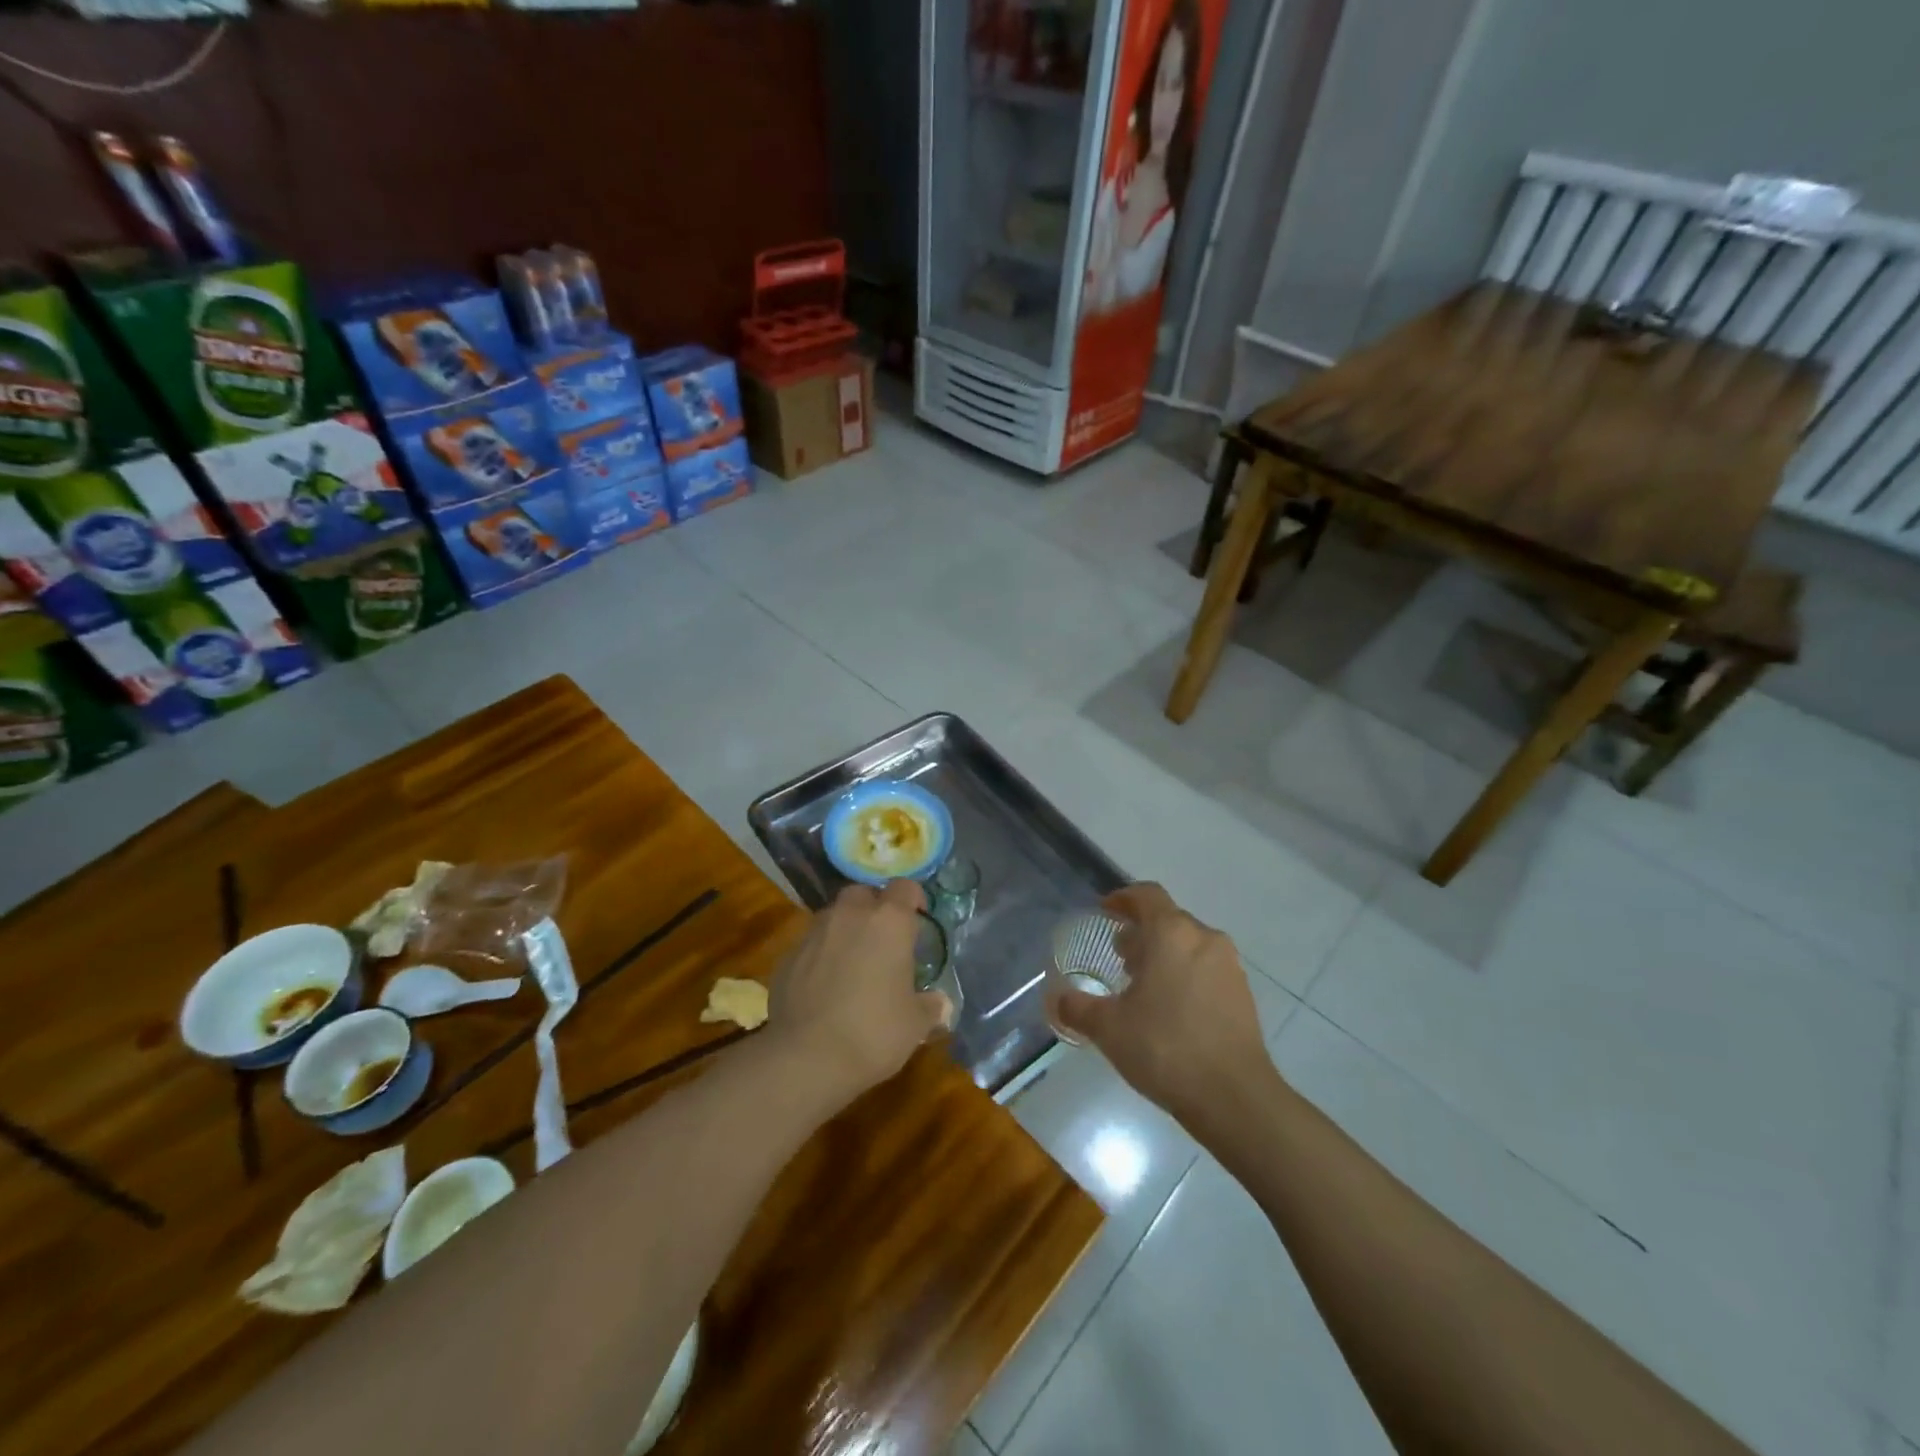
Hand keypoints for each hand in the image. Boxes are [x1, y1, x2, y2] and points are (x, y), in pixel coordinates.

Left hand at [767, 880, 951, 1106]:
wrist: (806, 1058)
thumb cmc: (873, 1032)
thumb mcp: (915, 1024)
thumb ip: (930, 1006)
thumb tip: (940, 1004)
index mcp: (888, 922)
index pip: (905, 887)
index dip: (913, 900)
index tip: (918, 919)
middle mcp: (850, 915)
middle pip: (863, 893)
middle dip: (873, 908)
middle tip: (883, 938)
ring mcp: (814, 933)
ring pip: (833, 916)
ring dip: (845, 929)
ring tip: (853, 961)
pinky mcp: (787, 956)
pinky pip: (811, 944)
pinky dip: (820, 955)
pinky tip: (824, 985)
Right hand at [1052, 882, 1272, 1121]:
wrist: (1234, 1098)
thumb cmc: (1165, 1048)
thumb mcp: (1109, 1028)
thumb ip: (1078, 1008)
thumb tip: (1057, 999)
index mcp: (1171, 933)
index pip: (1146, 895)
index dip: (1123, 899)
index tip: (1105, 912)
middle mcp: (1204, 939)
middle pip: (1169, 920)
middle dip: (1142, 932)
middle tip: (1119, 957)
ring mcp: (1229, 966)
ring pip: (1190, 945)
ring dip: (1165, 955)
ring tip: (1142, 986)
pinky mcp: (1244, 994)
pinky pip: (1207, 969)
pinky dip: (1186, 975)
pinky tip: (1171, 1010)